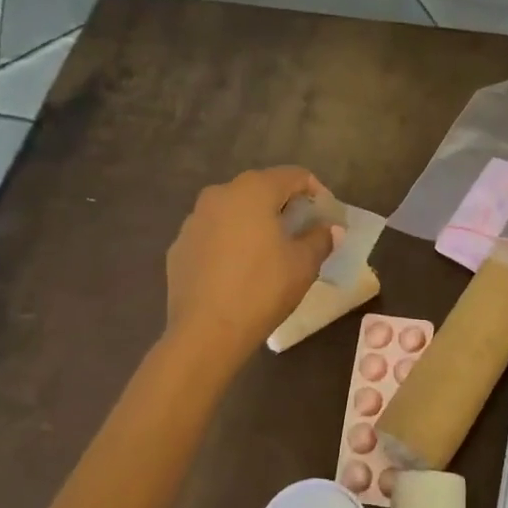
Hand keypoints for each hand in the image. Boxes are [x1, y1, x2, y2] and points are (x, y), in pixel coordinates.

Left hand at [165, 166, 341, 363]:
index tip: (327, 218)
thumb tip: (329, 229)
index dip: (316, 192)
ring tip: (270, 253)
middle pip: (261, 189)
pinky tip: (239, 271)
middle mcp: (219, 194)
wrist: (205, 332)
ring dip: (255, 223)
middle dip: (284, 206)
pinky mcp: (179, 246)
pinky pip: (213, 234)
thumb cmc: (262, 289)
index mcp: (253, 190)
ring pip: (234, 211)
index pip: (294, 175)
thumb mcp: (303, 264)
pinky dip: (230, 242)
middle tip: (302, 233)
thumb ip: (320, 239)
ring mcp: (194, 220)